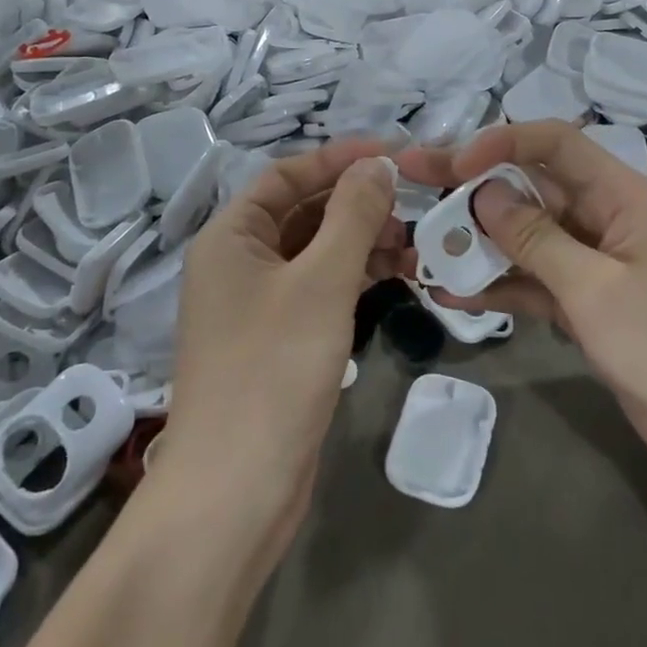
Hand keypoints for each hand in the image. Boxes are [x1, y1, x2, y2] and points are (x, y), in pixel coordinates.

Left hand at [160, 140, 412, 538]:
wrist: (236, 492)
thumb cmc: (273, 370)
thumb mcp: (322, 281)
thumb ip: (353, 214)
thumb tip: (379, 164)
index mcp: (231, 236)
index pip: (288, 175)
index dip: (338, 159)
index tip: (393, 154)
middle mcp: (239, 263)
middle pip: (304, 213)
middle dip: (358, 205)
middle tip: (413, 208)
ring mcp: (258, 305)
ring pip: (317, 253)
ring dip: (363, 243)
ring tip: (416, 248)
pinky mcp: (280, 342)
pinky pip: (321, 291)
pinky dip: (356, 280)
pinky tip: (398, 280)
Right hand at [396, 121, 646, 502]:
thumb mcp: (595, 290)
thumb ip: (535, 239)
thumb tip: (483, 194)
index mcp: (623, 196)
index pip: (556, 143)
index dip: (501, 142)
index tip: (453, 164)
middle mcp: (607, 217)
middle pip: (533, 186)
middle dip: (474, 185)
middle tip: (414, 180)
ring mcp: (597, 262)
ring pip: (528, 234)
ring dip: (480, 239)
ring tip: (423, 245)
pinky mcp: (589, 302)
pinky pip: (535, 279)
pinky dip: (500, 283)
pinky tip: (454, 293)